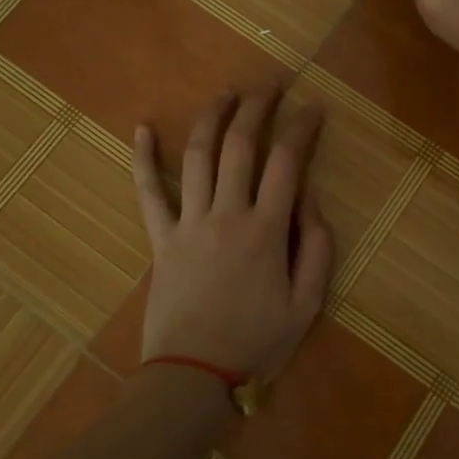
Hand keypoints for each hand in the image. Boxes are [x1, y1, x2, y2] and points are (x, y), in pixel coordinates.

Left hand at [131, 89, 334, 380]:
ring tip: (226, 92)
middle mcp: (227, 214)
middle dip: (258, 106)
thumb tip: (309, 200)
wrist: (193, 376)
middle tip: (271, 83)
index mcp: (266, 230)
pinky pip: (148, 193)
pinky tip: (141, 127)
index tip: (314, 106)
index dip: (302, 127)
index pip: (287, 161)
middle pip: (241, 145)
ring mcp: (189, 223)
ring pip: (198, 156)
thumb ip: (317, 247)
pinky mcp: (161, 239)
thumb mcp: (308, 304)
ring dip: (212, 118)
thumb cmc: (256, 342)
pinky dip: (142, 158)